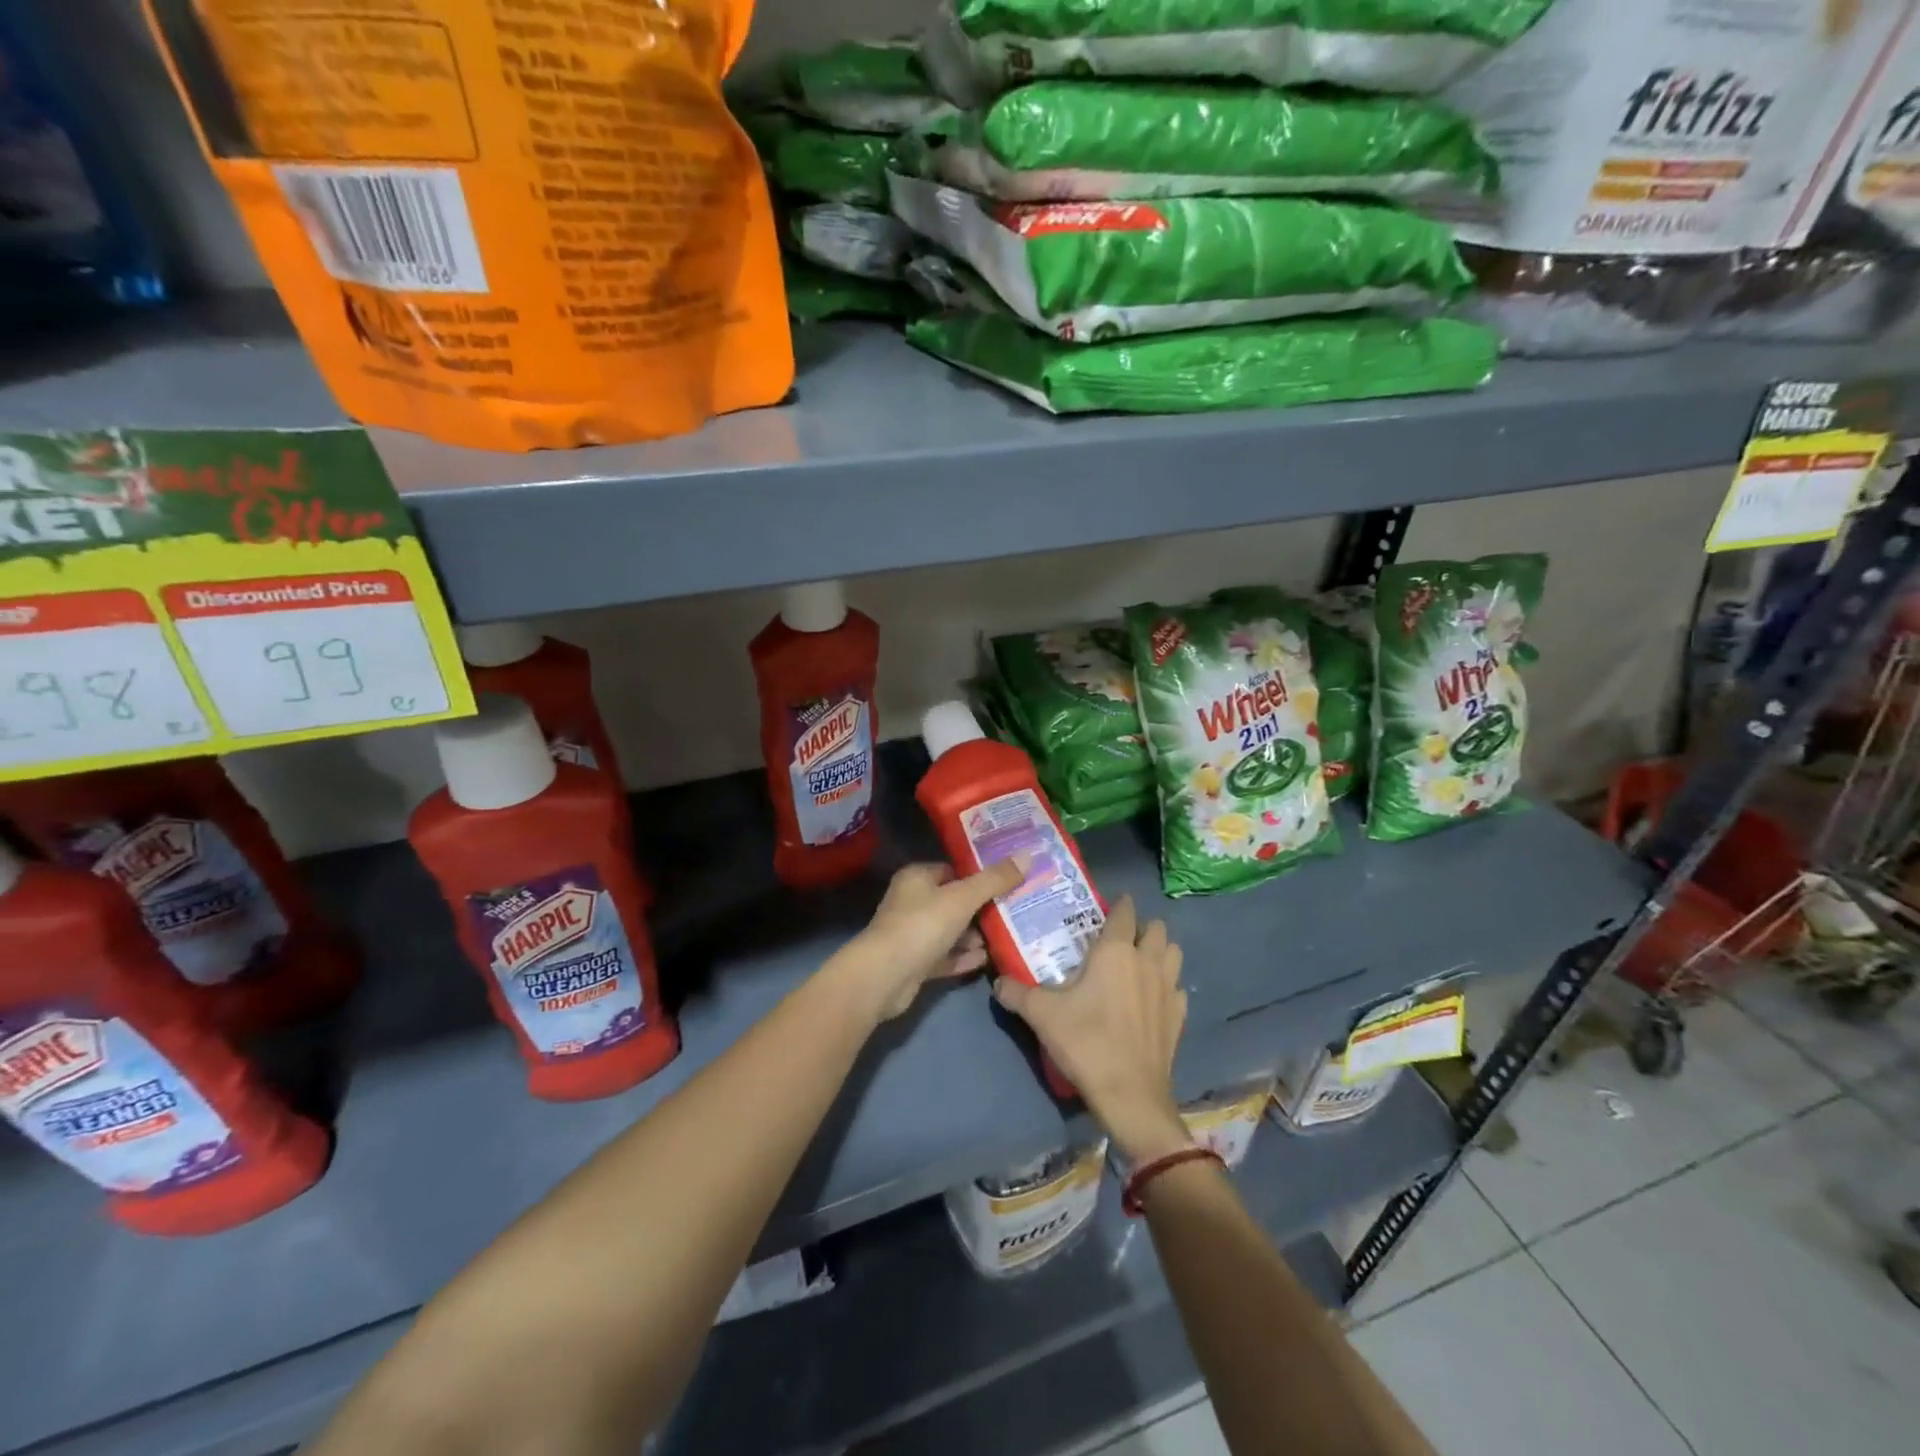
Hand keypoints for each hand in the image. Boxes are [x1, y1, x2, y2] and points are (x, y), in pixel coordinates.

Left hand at [834, 859, 1027, 1020]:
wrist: (884, 977)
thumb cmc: (922, 925)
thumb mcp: (962, 898)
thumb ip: (995, 879)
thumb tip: (1028, 855)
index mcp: (917, 878)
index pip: (952, 870)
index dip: (979, 874)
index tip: (1009, 880)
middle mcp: (911, 902)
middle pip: (953, 901)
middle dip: (981, 908)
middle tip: (1014, 910)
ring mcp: (912, 934)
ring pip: (950, 930)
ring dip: (973, 935)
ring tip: (1005, 936)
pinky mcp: (914, 963)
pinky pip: (945, 956)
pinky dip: (963, 957)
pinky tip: (986, 959)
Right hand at [992, 896, 1191, 1163]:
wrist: (1129, 1095)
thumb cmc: (1085, 1042)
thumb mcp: (1041, 1015)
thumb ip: (1016, 993)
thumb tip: (997, 982)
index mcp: (1115, 951)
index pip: (1125, 912)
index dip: (1119, 904)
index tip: (1106, 907)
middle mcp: (1147, 961)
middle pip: (1157, 928)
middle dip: (1142, 926)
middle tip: (1119, 938)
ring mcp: (1168, 988)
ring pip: (1174, 953)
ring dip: (1160, 951)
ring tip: (1140, 962)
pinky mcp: (1179, 1016)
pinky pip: (1178, 987)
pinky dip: (1168, 985)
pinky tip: (1152, 998)